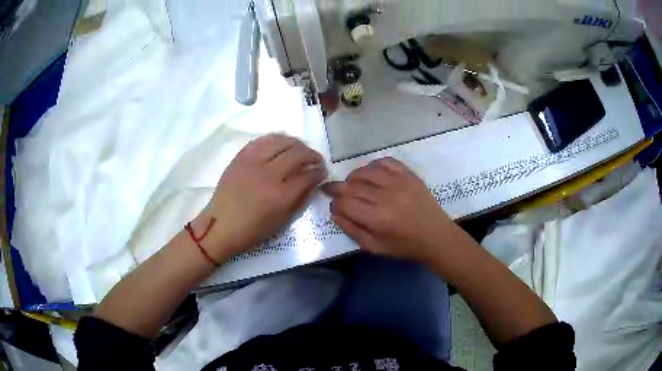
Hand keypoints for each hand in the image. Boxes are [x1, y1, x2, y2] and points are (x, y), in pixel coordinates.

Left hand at [193, 134, 326, 259]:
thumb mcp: (282, 221)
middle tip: (316, 159)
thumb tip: (312, 181)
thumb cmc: (253, 229)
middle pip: (298, 154)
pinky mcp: (240, 157)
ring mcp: (253, 163)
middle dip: (312, 155)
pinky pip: (261, 141)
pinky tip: (281, 144)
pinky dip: (275, 139)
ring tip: (300, 149)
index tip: (322, 171)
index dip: (319, 172)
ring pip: (281, 142)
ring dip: (296, 143)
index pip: (308, 175)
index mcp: (281, 196)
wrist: (221, 225)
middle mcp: (269, 175)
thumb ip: (300, 198)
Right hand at [323, 157, 454, 262]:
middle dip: (337, 188)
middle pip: (351, 185)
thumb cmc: (405, 246)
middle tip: (331, 190)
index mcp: (377, 218)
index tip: (334, 207)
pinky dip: (373, 165)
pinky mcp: (409, 175)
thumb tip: (335, 213)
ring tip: (351, 183)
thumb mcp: (375, 247)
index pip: (344, 203)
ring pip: (365, 171)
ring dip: (353, 176)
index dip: (334, 204)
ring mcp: (399, 183)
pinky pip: (386, 162)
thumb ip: (352, 230)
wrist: (436, 236)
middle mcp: (386, 197)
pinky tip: (371, 173)